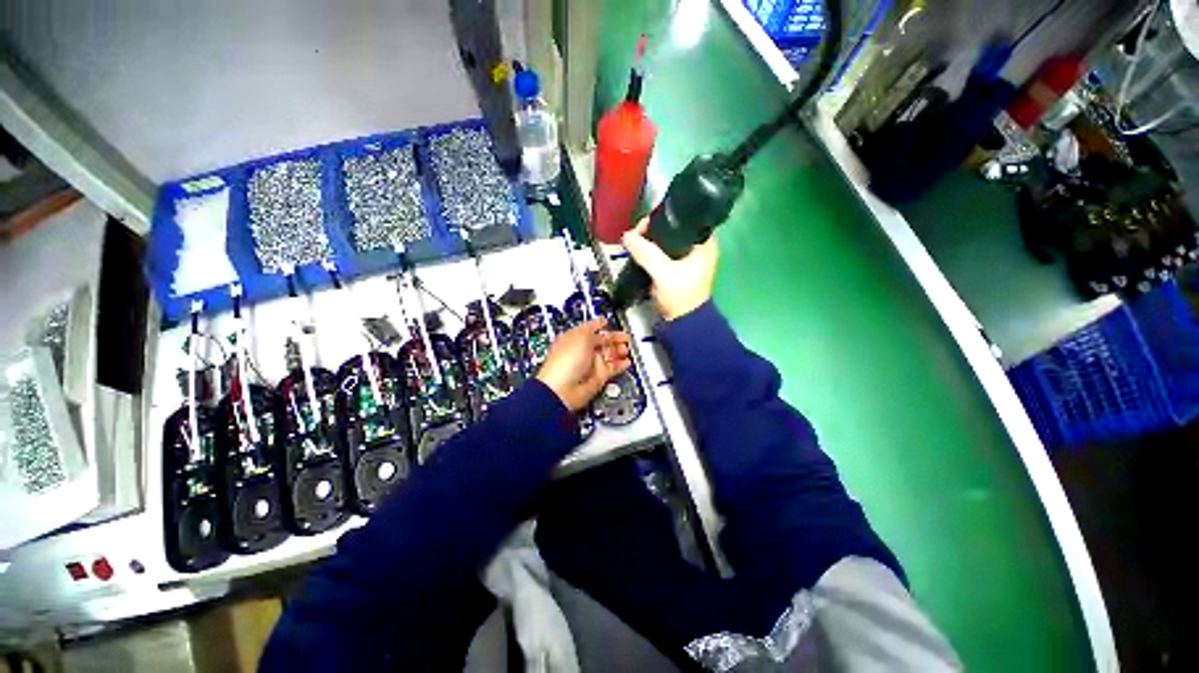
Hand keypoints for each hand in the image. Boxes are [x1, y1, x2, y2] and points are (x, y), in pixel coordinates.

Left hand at [536, 319, 631, 411]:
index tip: (609, 322)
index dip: (600, 325)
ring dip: (619, 351)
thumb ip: (594, 330)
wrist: (563, 389)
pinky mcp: (598, 377)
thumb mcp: (581, 337)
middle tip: (626, 337)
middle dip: (615, 338)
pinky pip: (612, 369)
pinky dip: (621, 365)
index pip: (591, 329)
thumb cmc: (565, 361)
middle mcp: (583, 351)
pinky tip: (627, 361)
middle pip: (603, 342)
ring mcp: (591, 364)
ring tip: (627, 348)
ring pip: (610, 355)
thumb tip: (602, 324)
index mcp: (575, 338)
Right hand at [621, 219, 717, 320]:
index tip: (643, 225)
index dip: (662, 217)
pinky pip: (661, 252)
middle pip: (671, 228)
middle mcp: (697, 246)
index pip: (682, 218)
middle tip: (635, 235)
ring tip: (634, 242)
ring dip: (650, 241)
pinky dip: (651, 251)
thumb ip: (646, 253)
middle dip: (652, 230)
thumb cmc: (680, 295)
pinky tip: (639, 251)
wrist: (682, 322)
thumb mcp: (663, 272)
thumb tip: (627, 236)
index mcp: (704, 242)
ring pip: (665, 240)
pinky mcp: (677, 267)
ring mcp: (687, 257)